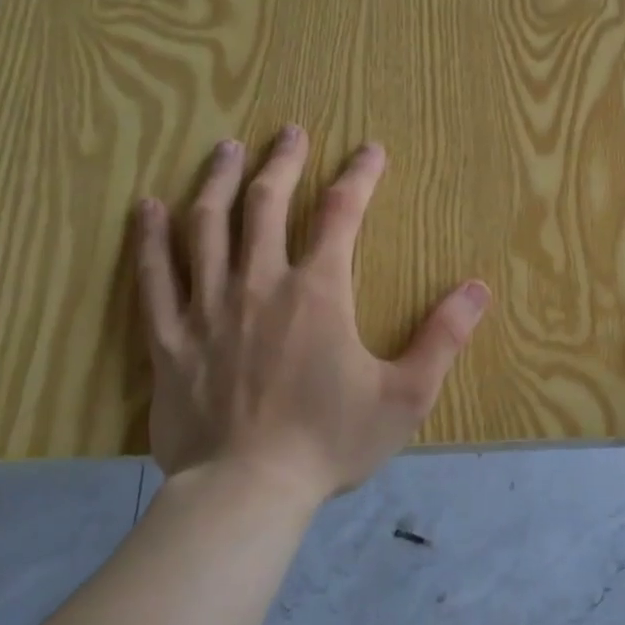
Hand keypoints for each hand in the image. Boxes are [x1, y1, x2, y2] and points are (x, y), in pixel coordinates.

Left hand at [134, 128, 489, 503]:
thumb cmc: (330, 442)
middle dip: (283, 162)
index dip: (359, 175)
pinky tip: (147, 207)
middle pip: (268, 203)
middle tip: (290, 131)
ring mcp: (207, 307)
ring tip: (227, 149)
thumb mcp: (405, 395)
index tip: (370, 149)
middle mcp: (260, 283)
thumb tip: (478, 289)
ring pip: (206, 225)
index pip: (342, 213)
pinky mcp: (168, 338)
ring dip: (220, 181)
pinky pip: (153, 276)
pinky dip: (148, 237)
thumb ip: (443, 338)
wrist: (246, 492)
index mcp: (318, 292)